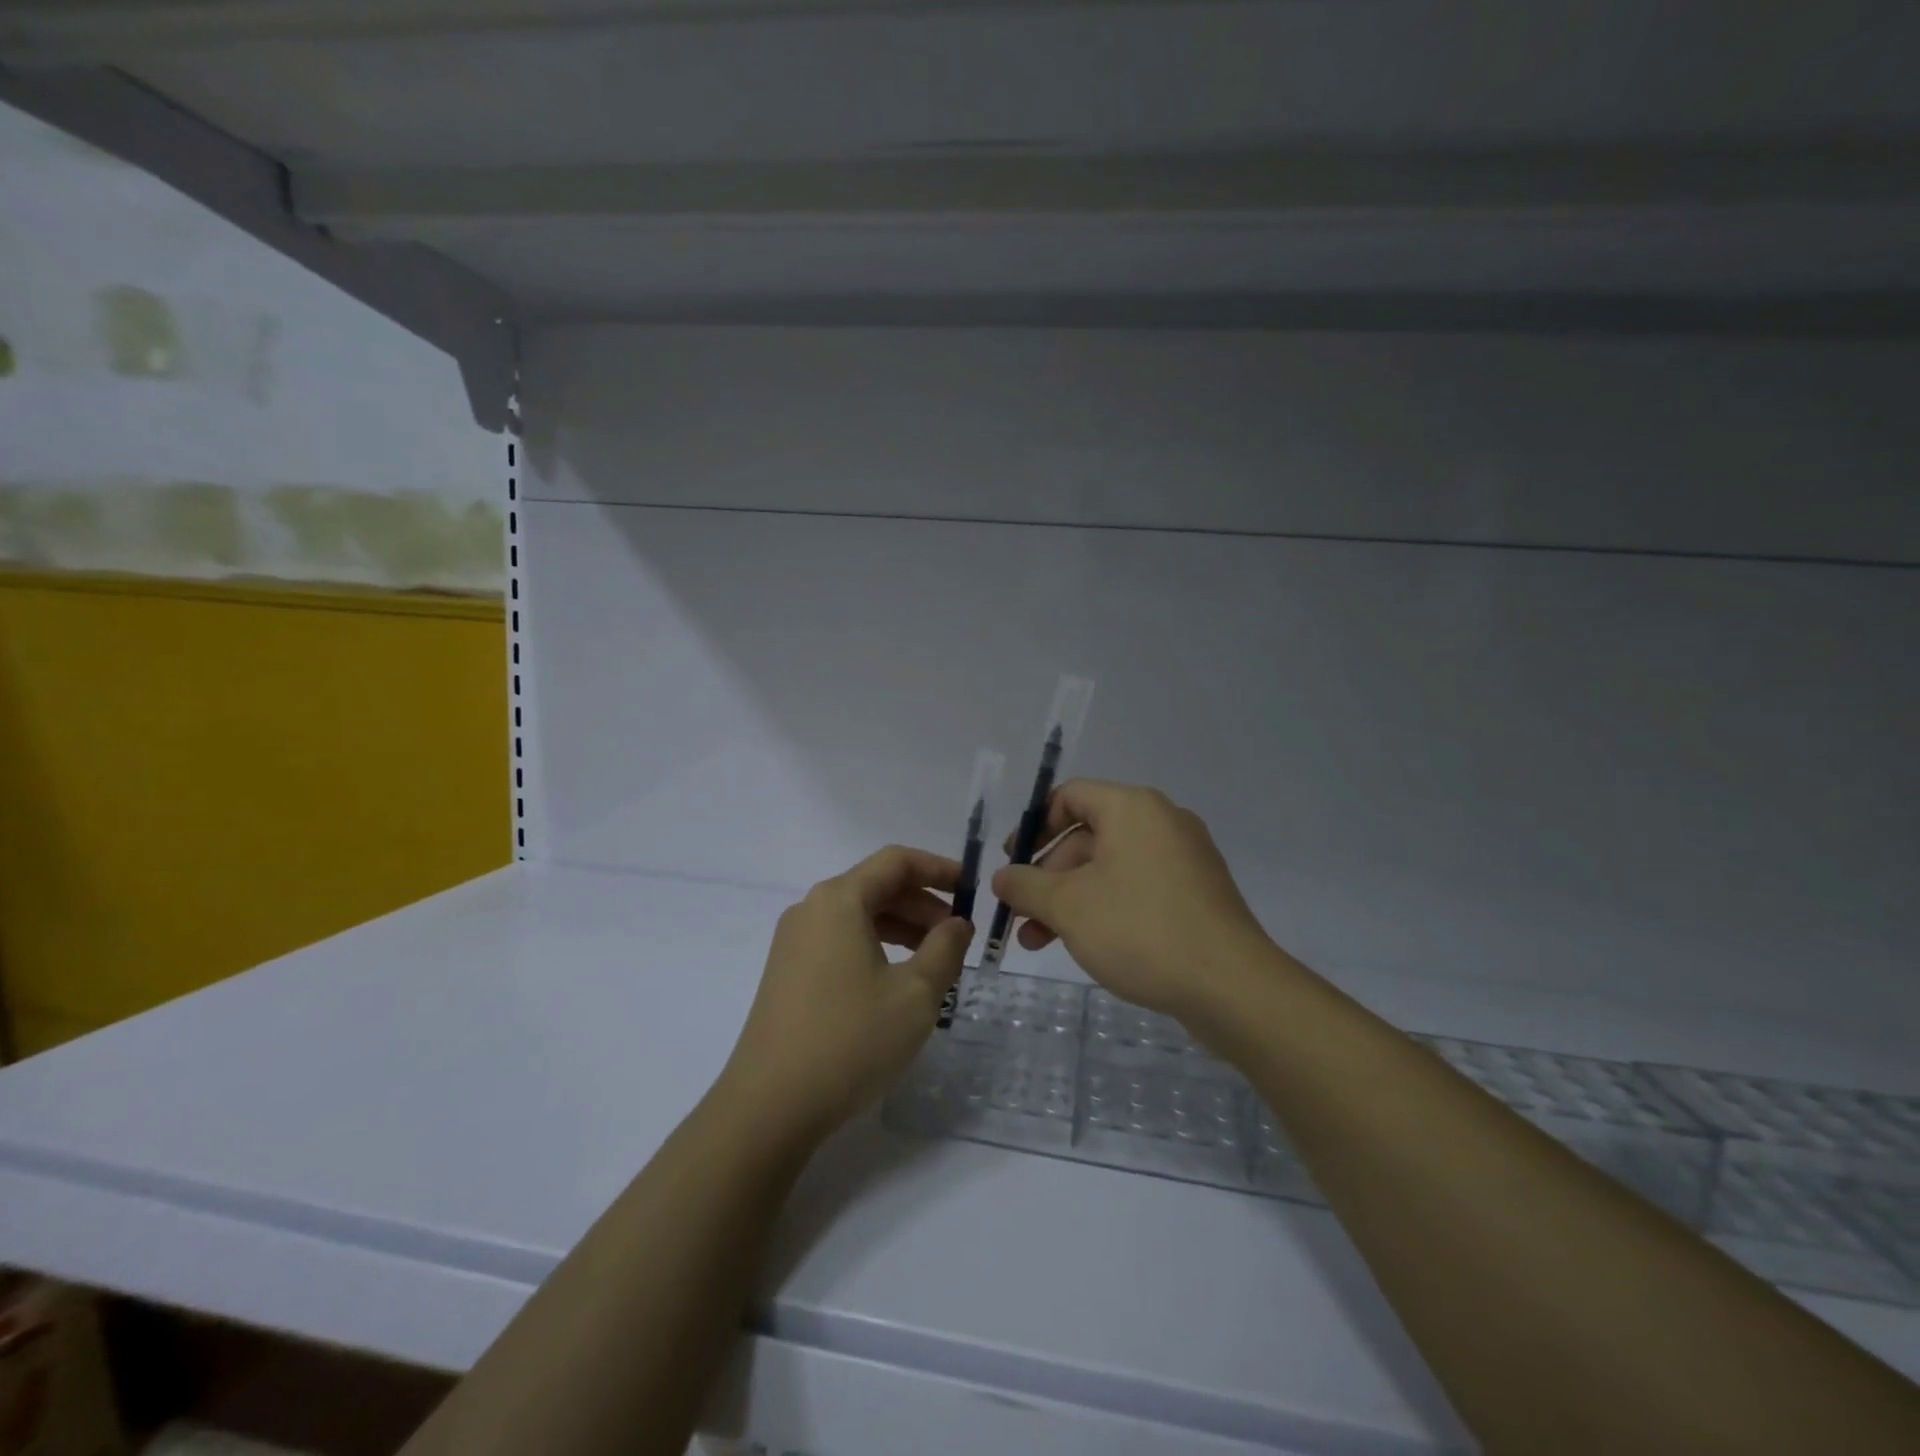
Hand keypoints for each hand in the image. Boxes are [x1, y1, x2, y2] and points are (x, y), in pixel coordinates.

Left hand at [720, 846, 973, 1139]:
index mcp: (839, 900)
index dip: (938, 868)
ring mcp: (794, 942)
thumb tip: (957, 923)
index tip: (971, 888)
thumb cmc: (850, 1040)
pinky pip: (840, 940)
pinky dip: (875, 947)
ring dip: (901, 927)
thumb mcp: (915, 995)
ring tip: (935, 960)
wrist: (769, 1107)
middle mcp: (811, 909)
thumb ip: (945, 949)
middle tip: (958, 935)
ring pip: (858, 916)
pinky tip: (896, 980)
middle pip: (876, 886)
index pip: (896, 861)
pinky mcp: (788, 973)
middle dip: (922, 903)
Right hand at [990, 780, 1273, 1020]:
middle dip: (1047, 876)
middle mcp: (1161, 823)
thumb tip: (1002, 878)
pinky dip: (1104, 908)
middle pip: (1087, 837)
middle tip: (1020, 915)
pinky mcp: (1196, 895)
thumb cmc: (1140, 929)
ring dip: (1070, 900)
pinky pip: (1137, 889)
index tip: (1012, 863)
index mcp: (1133, 808)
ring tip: (1037, 942)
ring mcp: (1184, 860)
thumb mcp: (1068, 906)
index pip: (1070, 796)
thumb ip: (1026, 886)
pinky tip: (1084, 945)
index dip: (1034, 827)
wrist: (1232, 987)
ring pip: (1110, 869)